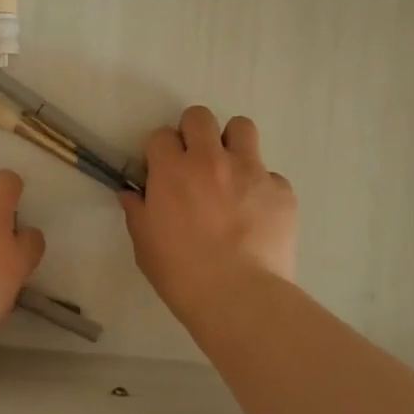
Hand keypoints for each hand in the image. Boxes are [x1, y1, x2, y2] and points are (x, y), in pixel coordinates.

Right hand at [121, 107, 296, 314]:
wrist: (239, 297)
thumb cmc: (181, 273)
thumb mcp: (144, 245)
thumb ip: (137, 212)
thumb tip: (132, 195)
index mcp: (172, 170)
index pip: (161, 135)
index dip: (160, 151)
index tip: (161, 172)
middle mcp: (211, 159)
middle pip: (199, 117)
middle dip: (193, 133)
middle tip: (195, 162)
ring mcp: (251, 171)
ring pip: (242, 128)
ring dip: (232, 144)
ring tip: (231, 173)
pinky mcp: (281, 191)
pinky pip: (271, 176)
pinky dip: (262, 189)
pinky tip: (257, 215)